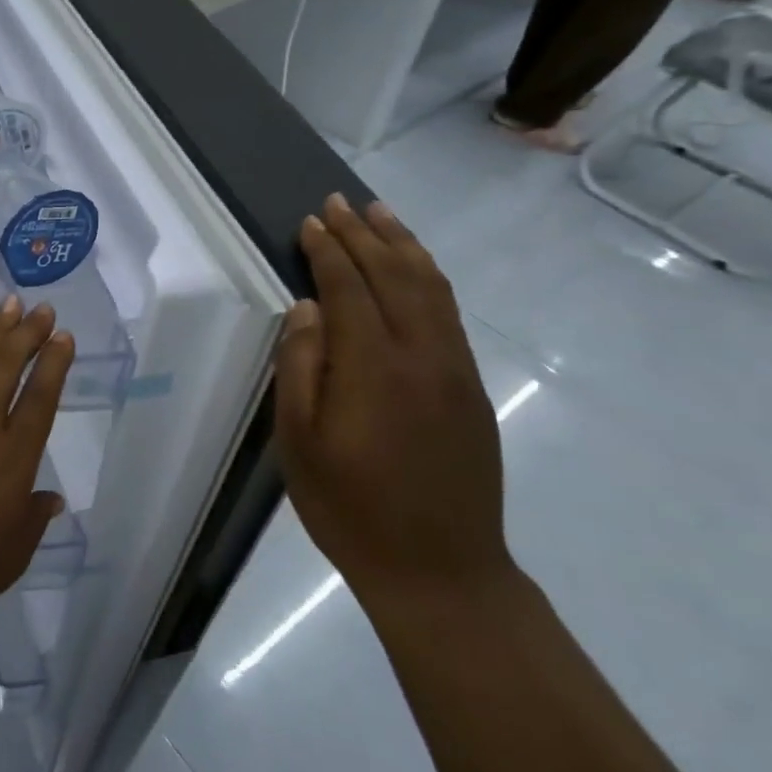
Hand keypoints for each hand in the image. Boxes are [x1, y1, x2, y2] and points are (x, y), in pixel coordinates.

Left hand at [0, 296, 72, 635]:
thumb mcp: (13, 554)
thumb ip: (34, 517)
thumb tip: (50, 497)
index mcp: (12, 458)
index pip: (40, 398)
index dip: (54, 364)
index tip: (63, 336)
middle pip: (6, 367)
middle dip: (27, 333)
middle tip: (43, 308)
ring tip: (9, 306)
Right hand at [273, 194, 513, 611]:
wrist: (440, 570)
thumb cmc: (350, 507)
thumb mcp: (299, 442)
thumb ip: (301, 367)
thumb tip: (306, 308)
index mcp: (374, 367)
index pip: (349, 288)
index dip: (328, 250)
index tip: (311, 221)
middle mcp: (422, 356)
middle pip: (394, 276)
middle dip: (365, 234)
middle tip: (340, 201)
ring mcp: (455, 371)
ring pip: (431, 289)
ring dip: (403, 246)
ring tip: (381, 215)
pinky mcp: (471, 389)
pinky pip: (449, 314)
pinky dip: (427, 278)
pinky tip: (414, 270)